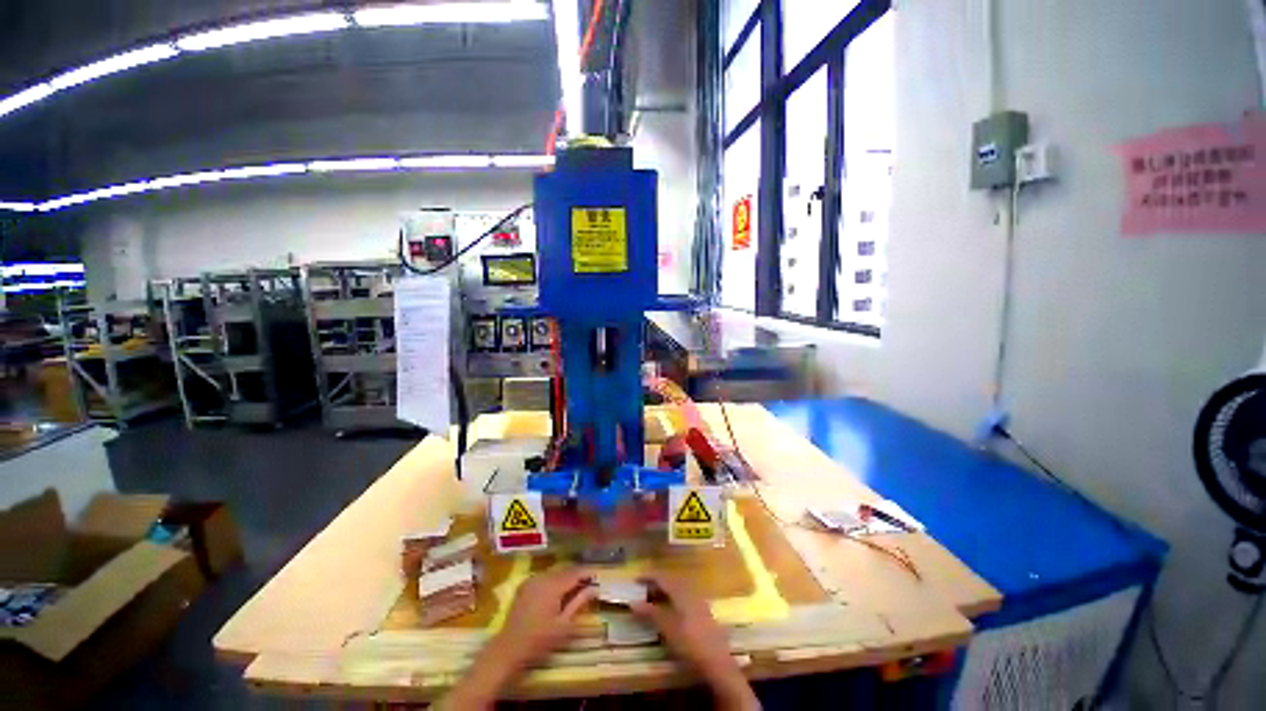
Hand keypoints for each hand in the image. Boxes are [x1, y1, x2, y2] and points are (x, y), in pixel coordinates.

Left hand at [493, 567, 596, 667]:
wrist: (509, 649)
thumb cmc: (540, 640)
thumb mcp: (564, 624)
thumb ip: (579, 602)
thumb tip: (595, 588)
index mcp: (553, 585)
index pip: (575, 573)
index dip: (587, 573)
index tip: (598, 576)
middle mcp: (543, 577)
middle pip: (565, 570)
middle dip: (577, 574)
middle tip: (589, 582)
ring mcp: (532, 580)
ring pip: (555, 571)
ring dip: (566, 576)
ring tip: (576, 586)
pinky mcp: (525, 585)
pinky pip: (544, 576)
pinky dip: (554, 579)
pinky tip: (558, 591)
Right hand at [630, 573, 759, 710]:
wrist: (718, 663)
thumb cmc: (690, 644)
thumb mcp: (667, 629)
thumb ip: (651, 613)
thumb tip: (633, 602)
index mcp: (681, 591)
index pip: (663, 577)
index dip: (649, 576)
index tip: (635, 580)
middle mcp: (691, 592)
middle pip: (671, 581)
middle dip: (656, 584)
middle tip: (643, 592)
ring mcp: (699, 602)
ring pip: (679, 590)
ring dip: (665, 592)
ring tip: (653, 602)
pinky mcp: (704, 613)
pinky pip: (685, 598)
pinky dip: (673, 600)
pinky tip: (670, 612)